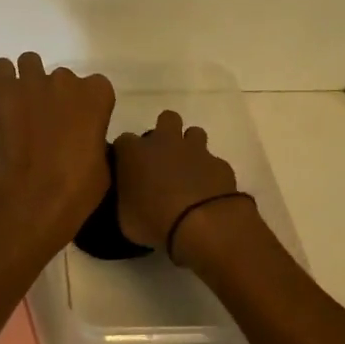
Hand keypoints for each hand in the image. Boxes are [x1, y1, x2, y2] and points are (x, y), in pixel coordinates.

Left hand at [0, 53, 115, 243]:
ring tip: (25, 107)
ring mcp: (34, 81)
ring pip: (31, 64)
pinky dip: (3, 79)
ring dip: (30, 81)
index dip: (87, 105)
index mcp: (98, 93)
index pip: (96, 87)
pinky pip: (1, 68)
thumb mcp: (103, 161)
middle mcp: (67, 79)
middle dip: (57, 96)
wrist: (37, 193)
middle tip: (49, 123)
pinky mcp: (5, 89)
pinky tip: (6, 98)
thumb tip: (85, 137)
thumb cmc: (79, 185)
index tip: (80, 124)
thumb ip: (95, 137)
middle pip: (63, 79)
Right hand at [114, 110, 251, 258]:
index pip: (123, 141)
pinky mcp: (220, 164)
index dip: (126, 153)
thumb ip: (125, 201)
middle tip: (162, 158)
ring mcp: (196, 150)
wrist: (202, 225)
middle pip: (166, 118)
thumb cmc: (153, 221)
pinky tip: (209, 192)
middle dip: (165, 132)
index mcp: (134, 152)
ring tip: (189, 171)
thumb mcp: (125, 219)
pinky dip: (211, 173)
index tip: (128, 170)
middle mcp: (165, 142)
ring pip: (195, 133)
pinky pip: (214, 162)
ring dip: (191, 148)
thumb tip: (130, 199)